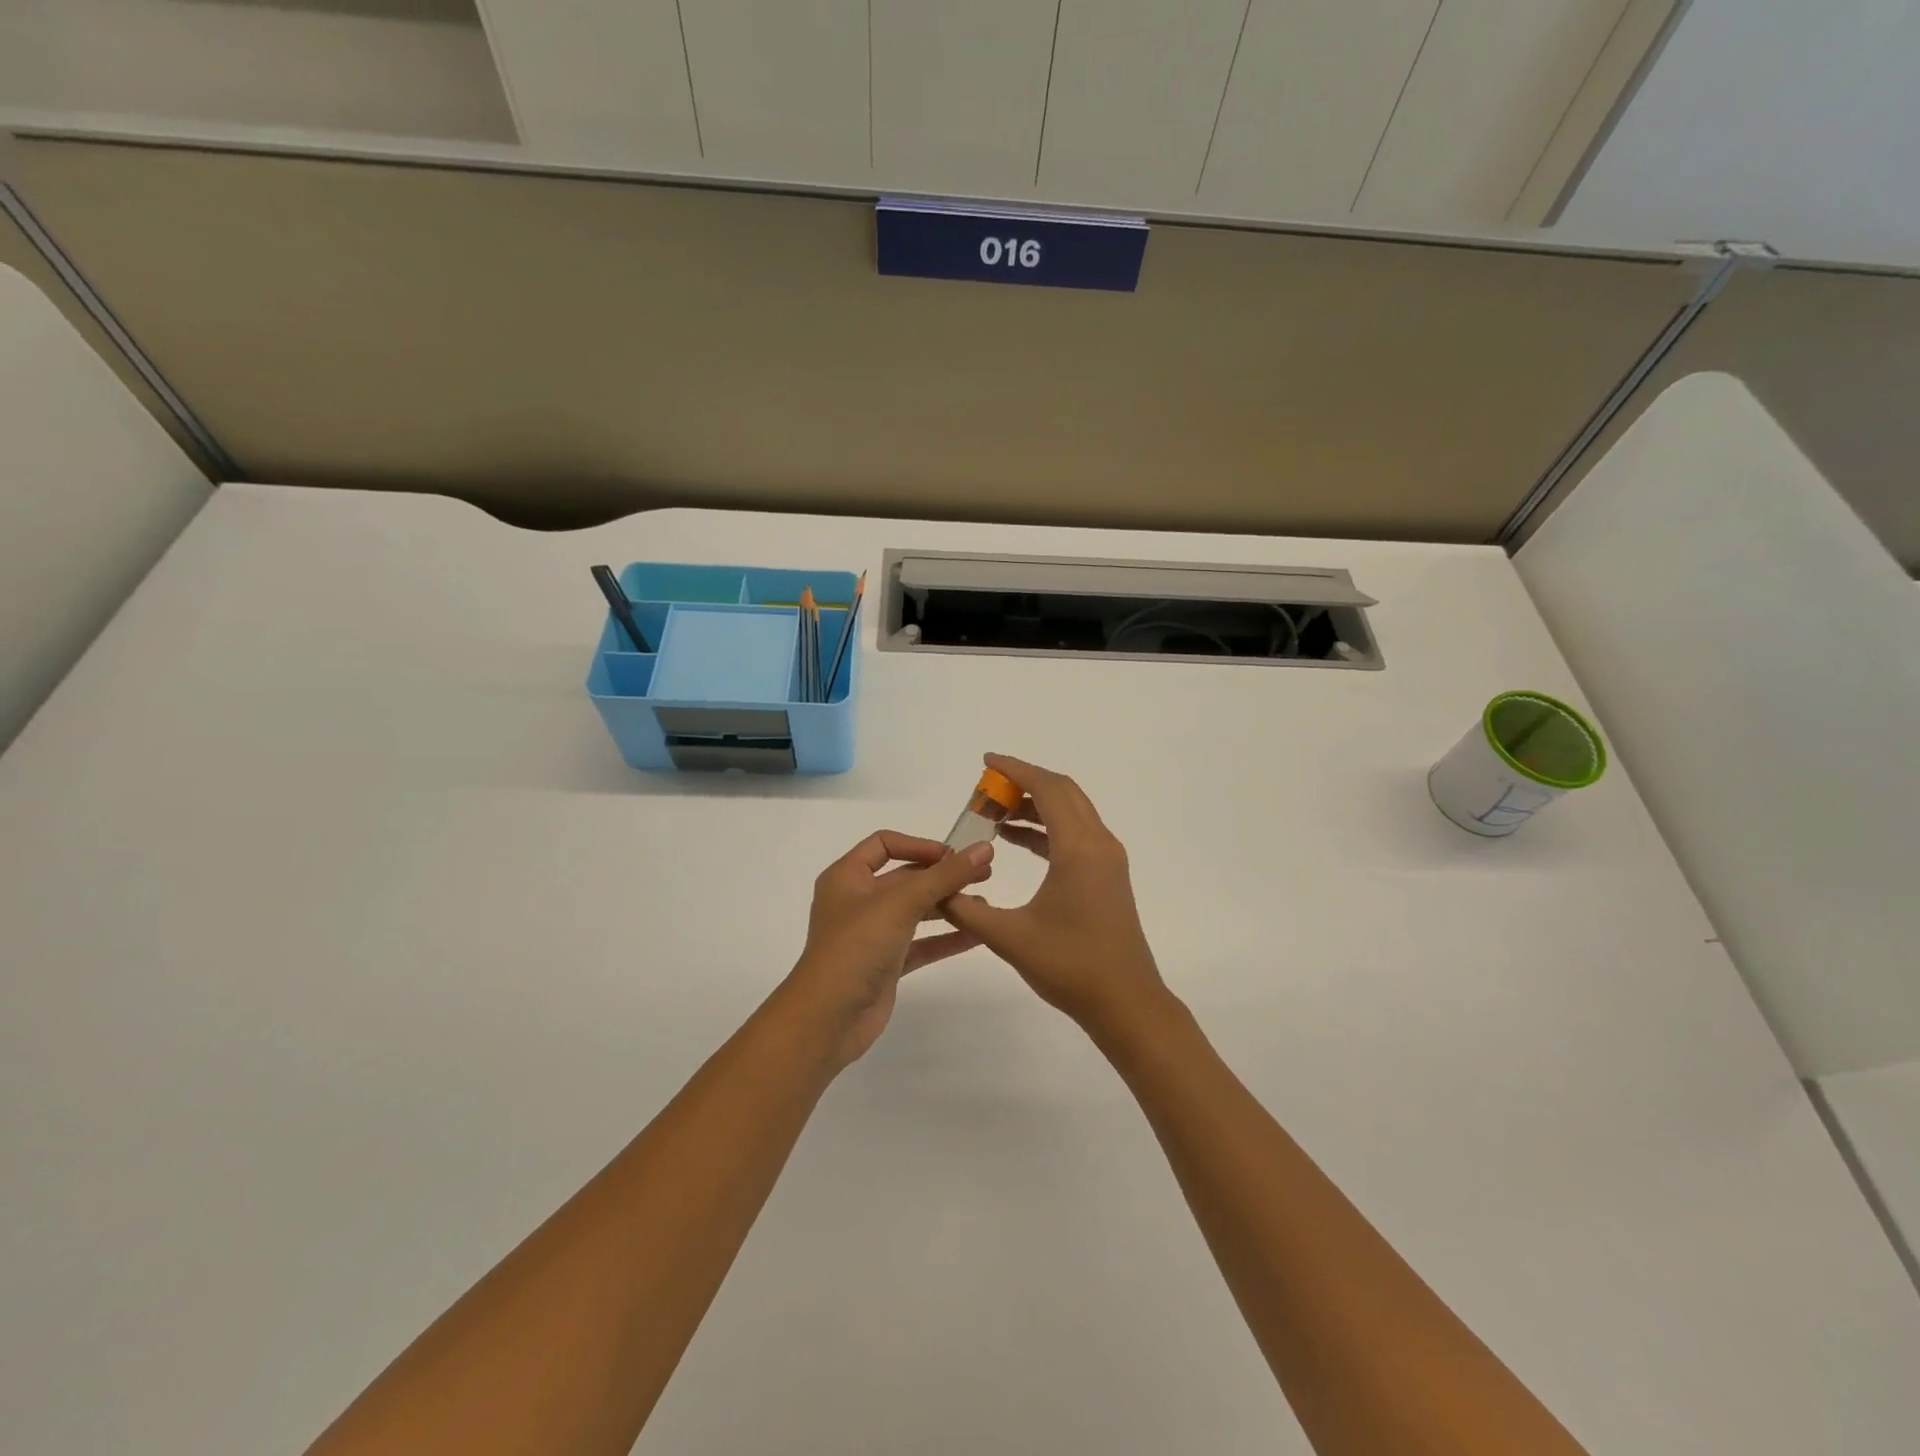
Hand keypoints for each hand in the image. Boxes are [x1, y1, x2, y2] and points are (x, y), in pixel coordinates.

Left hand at [785, 831, 994, 1067]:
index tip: (954, 855)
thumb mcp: (901, 903)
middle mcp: (858, 901)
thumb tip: (984, 848)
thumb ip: (945, 875)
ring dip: (948, 906)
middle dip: (943, 876)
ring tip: (984, 904)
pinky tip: (977, 935)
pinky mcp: (885, 964)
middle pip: (905, 878)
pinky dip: (946, 938)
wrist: (828, 1019)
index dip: (919, 845)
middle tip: (985, 875)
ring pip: (915, 911)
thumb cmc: (857, 947)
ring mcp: (871, 934)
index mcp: (847, 877)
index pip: (884, 844)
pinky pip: (920, 944)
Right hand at [941, 754, 1171, 1033]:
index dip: (1015, 769)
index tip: (986, 762)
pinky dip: (1046, 828)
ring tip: (994, 814)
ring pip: (1071, 812)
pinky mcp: (1108, 875)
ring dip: (1035, 806)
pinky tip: (1016, 841)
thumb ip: (966, 909)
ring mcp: (1107, 859)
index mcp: (1079, 848)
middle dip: (1024, 783)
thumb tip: (935, 891)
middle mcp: (1099, 844)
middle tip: (986, 790)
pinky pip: (1075, 834)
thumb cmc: (1070, 966)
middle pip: (1062, 792)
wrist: (1126, 1002)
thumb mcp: (1009, 937)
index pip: (1047, 789)